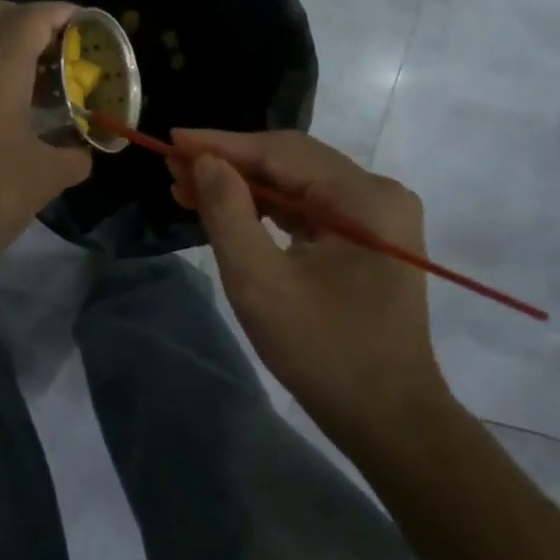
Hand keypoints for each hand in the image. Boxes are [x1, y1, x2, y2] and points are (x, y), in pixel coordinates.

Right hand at [168, 129, 449, 446]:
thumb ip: (228, 213)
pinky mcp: (369, 237)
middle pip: (291, 161)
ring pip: (298, 182)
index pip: (281, 152)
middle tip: (173, 167)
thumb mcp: (260, 282)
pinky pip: (310, 207)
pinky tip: (230, 209)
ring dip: (245, 184)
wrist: (389, 419)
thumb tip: (204, 161)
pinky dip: (268, 207)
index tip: (170, 140)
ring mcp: (378, 216)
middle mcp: (378, 193)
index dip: (221, 144)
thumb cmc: (323, 352)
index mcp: (364, 198)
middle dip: (230, 163)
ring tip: (189, 187)